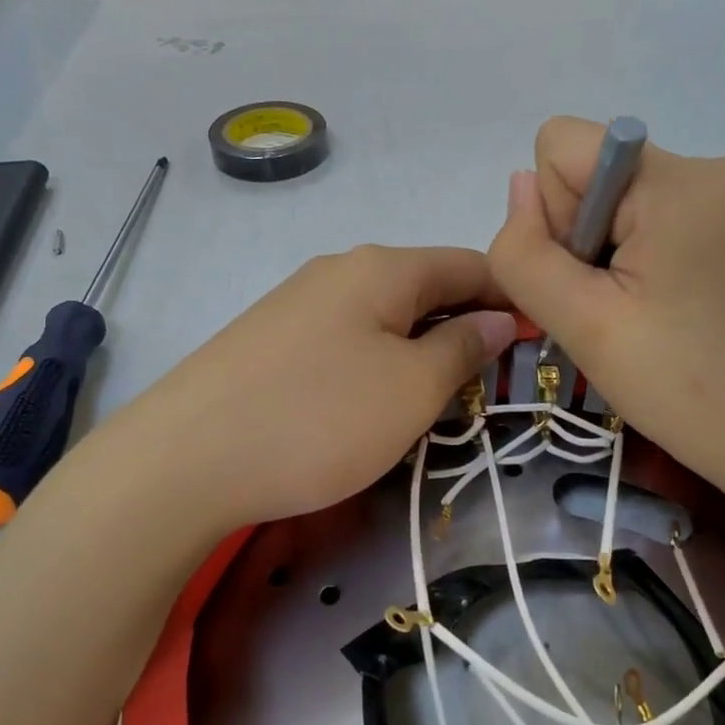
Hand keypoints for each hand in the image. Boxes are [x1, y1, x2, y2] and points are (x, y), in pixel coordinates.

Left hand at [113, 246, 516, 530]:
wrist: (184, 460)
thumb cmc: (318, 420)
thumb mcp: (411, 388)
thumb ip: (463, 346)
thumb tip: (497, 316)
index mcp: (382, 267)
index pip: (469, 263)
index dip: (511, 296)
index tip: (539, 338)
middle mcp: (339, 269)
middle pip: (425, 285)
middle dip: (466, 325)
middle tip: (491, 381)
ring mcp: (297, 302)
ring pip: (384, 315)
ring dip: (420, 346)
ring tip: (436, 397)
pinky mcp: (269, 339)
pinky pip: (345, 338)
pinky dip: (376, 361)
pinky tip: (370, 401)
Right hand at [488, 117, 724, 516]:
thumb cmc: (693, 390)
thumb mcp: (586, 326)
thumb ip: (528, 254)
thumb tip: (520, 186)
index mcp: (676, 182)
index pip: (563, 144)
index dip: (553, 214)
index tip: (592, 280)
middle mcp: (716, 168)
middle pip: (598, 176)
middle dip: (587, 242)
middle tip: (621, 317)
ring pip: (630, 203)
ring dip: (619, 258)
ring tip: (653, 323)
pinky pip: (671, 221)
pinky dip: (654, 263)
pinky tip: (681, 316)